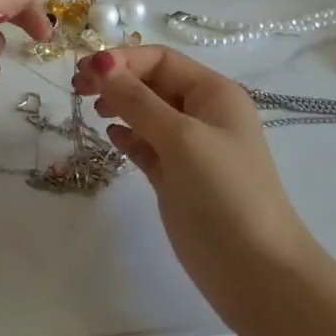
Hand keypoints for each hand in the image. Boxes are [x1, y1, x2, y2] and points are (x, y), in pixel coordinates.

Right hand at [75, 45, 314, 324]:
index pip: (161, 60)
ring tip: (92, 110)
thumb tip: (100, 63)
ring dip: (119, 105)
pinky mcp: (177, 178)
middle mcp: (202, 113)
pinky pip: (146, 144)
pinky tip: (111, 136)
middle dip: (116, 80)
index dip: (123, 60)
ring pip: (146, 113)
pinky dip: (127, 136)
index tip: (85, 71)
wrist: (258, 275)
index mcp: (213, 93)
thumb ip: (138, 101)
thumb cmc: (225, 193)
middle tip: (78, 89)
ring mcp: (190, 147)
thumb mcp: (181, 138)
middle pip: (152, 82)